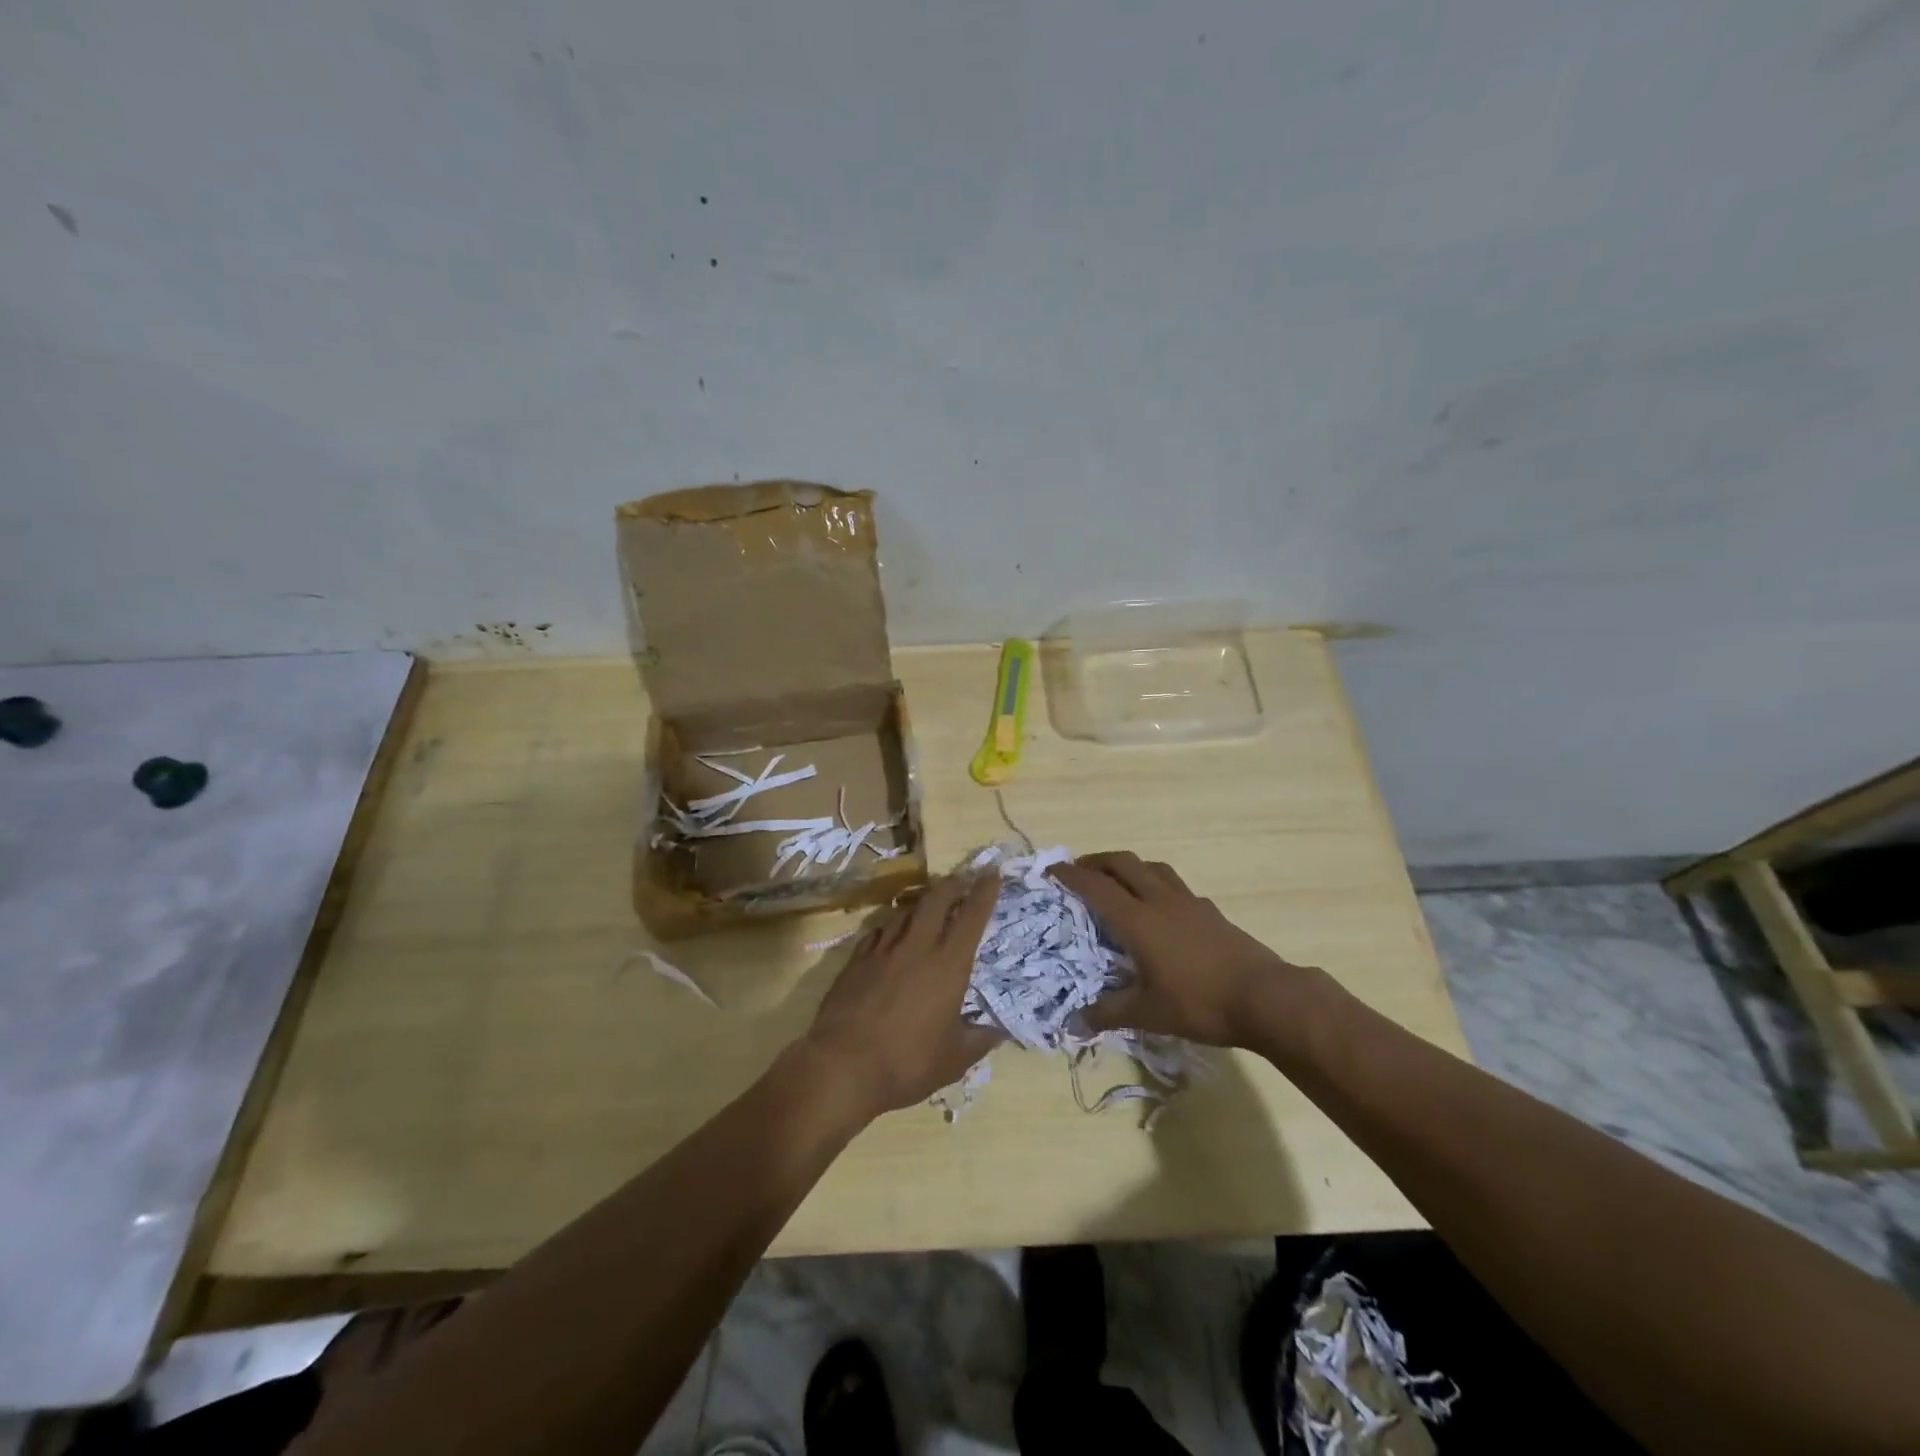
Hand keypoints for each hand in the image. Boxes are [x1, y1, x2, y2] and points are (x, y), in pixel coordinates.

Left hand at [802, 872, 1003, 1118]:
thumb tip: (999, 1032)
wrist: (843, 1066)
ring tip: (928, 904)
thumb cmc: (907, 1063)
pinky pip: (877, 931)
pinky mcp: (855, 960)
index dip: (984, 892)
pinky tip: (890, 932)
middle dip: (951, 884)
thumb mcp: (953, 1060)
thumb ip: (978, 1041)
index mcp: (948, 965)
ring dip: (920, 903)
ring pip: (904, 911)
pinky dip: (890, 926)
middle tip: (961, 880)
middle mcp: (917, 947)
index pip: (971, 917)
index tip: (992, 874)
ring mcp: (882, 950)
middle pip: (935, 900)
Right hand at [1051, 850, 1315, 1047]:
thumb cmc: (1200, 1003)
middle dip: (1097, 861)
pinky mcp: (1210, 911)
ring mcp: (1189, 902)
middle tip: (1080, 870)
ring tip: (1118, 881)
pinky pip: (1175, 885)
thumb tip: (1073, 1022)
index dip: (1071, 875)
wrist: (1266, 997)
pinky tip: (1160, 907)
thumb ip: (1108, 1013)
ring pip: (1152, 867)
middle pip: (1124, 863)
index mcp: (1138, 920)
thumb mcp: (1148, 1013)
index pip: (1096, 886)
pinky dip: (1156, 883)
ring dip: (1129, 866)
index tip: (1051, 870)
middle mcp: (1160, 900)